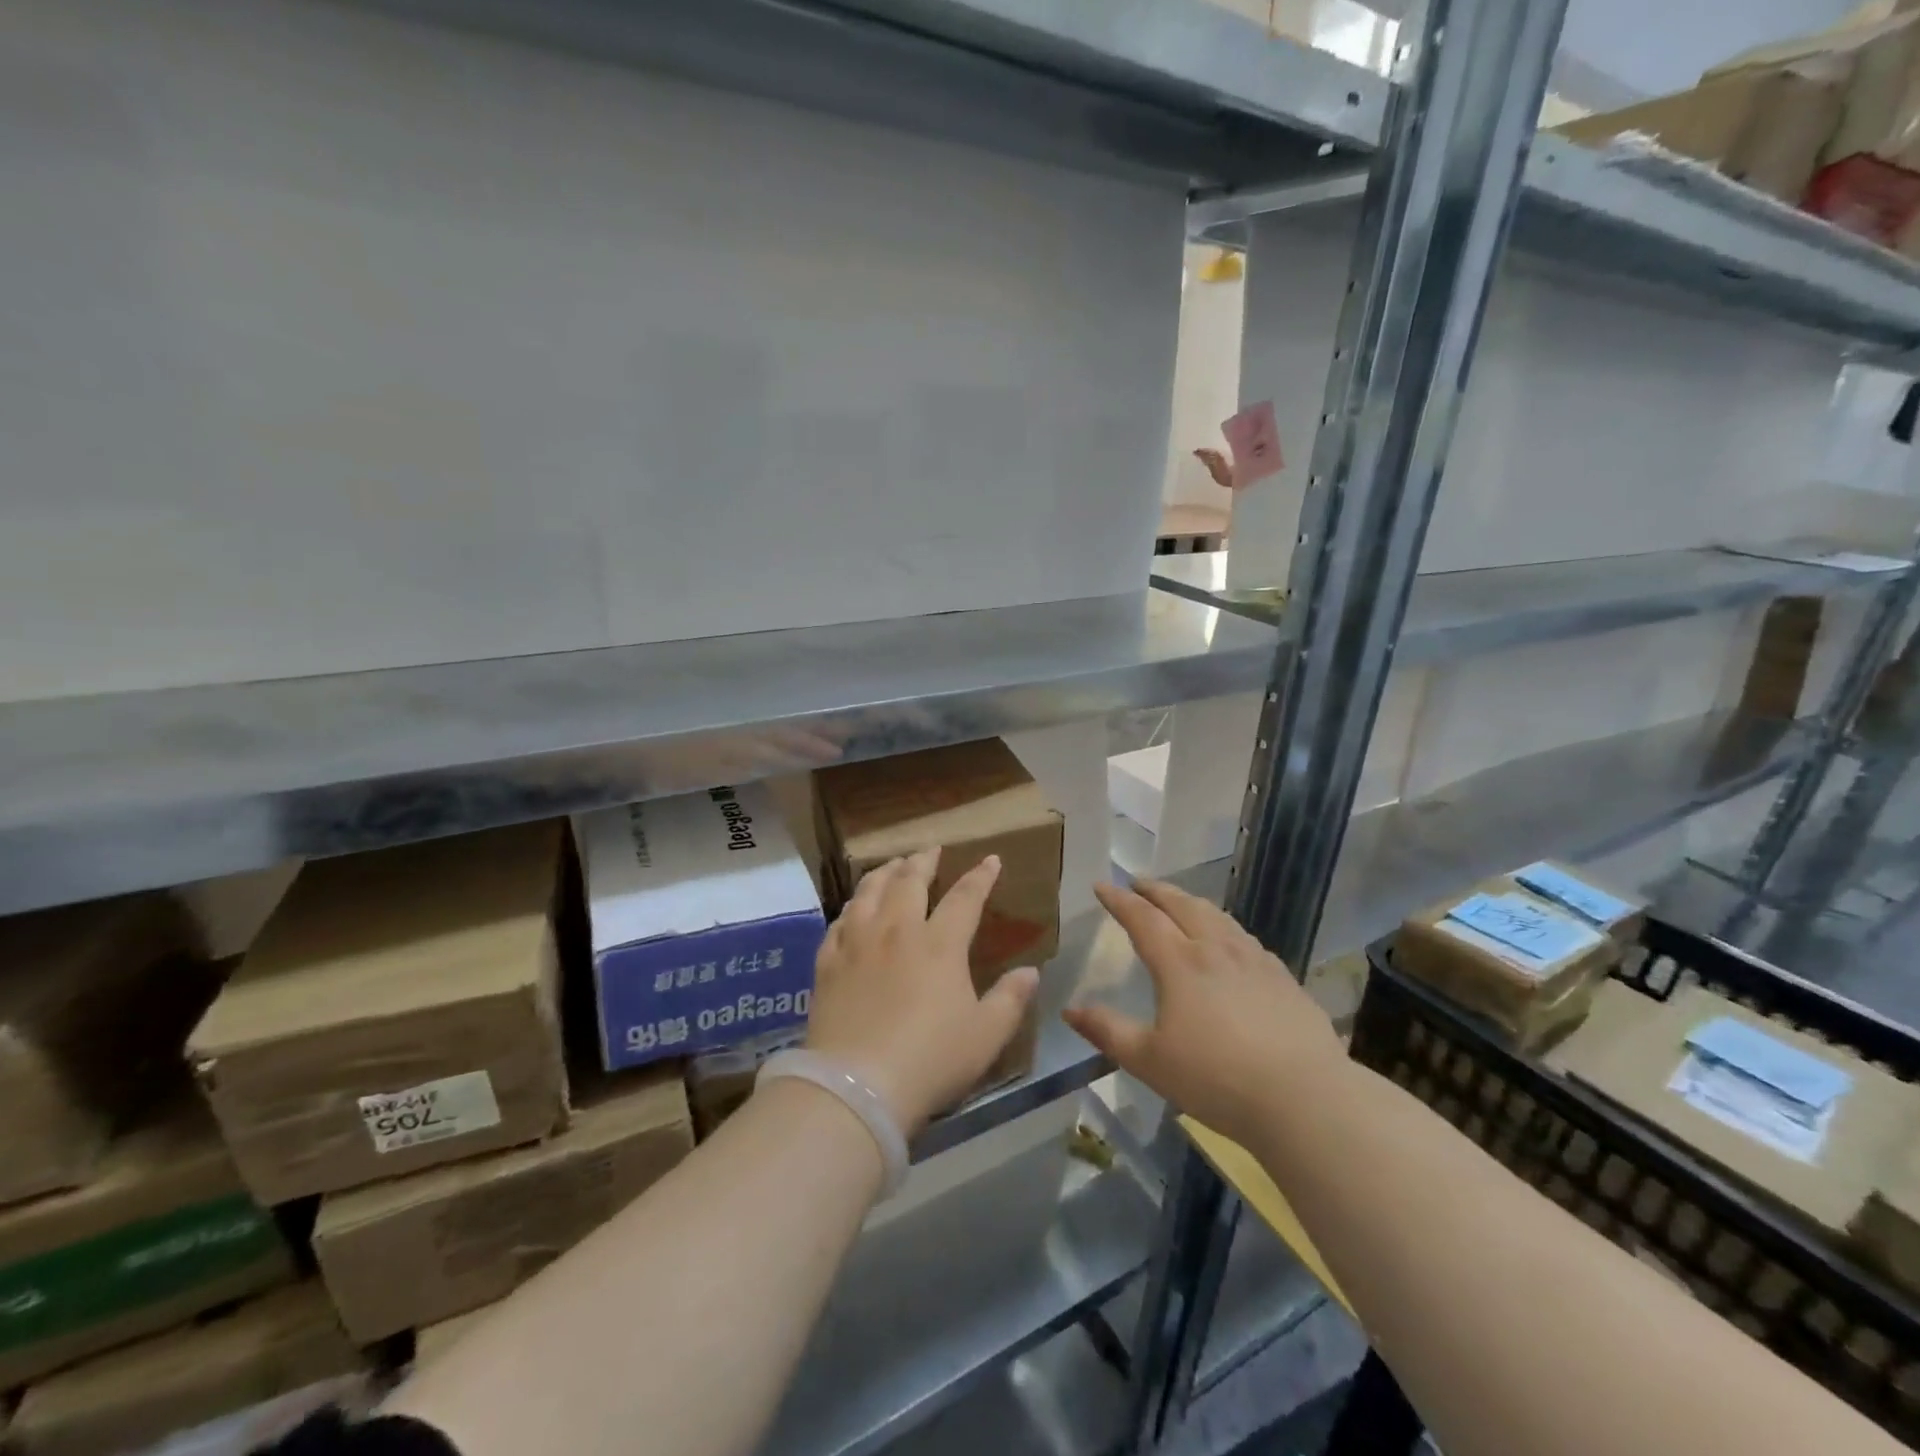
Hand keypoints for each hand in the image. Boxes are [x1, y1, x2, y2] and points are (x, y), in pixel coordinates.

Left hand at [806, 848, 1039, 1134]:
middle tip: (931, 849)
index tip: (990, 860)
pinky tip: (853, 909)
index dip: (980, 876)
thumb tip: (1032, 971)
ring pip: (869, 892)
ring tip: (892, 865)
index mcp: (939, 944)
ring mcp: (858, 943)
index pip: (965, 898)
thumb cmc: (931, 1060)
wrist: (857, 1086)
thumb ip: (1011, 999)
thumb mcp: (986, 1035)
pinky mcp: (828, 963)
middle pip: (909, 881)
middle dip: (923, 860)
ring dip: (884, 872)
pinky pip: (839, 922)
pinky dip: (851, 908)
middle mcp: (897, 931)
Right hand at [1063, 879, 1344, 1147]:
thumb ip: (1107, 1031)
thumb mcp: (1149, 1061)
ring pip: (1218, 916)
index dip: (1119, 900)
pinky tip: (1230, 942)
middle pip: (1182, 905)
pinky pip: (1246, 938)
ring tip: (1180, 901)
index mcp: (1179, 963)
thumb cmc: (1216, 1079)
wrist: (1305, 1098)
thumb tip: (1069, 1010)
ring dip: (1191, 902)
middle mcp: (1216, 949)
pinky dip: (1225, 927)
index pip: (1142, 918)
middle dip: (1156, 890)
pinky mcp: (1284, 978)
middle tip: (1138, 882)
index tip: (1102, 885)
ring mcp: (1255, 960)